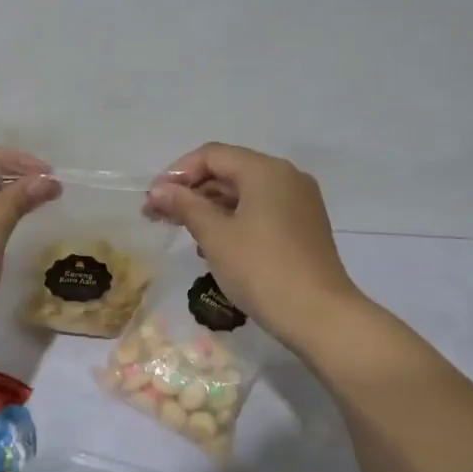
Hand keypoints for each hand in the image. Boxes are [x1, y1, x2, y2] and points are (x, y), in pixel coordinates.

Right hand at [145, 143, 362, 348]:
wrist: (319, 316)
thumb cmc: (261, 269)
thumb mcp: (215, 236)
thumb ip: (184, 206)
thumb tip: (157, 191)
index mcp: (265, 171)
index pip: (212, 155)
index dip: (177, 173)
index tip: (153, 201)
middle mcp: (286, 177)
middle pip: (229, 171)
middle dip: (192, 191)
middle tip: (159, 217)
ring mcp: (299, 203)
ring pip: (245, 193)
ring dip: (210, 207)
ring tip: (184, 233)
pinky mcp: (304, 227)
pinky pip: (261, 211)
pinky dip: (234, 220)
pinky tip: (215, 246)